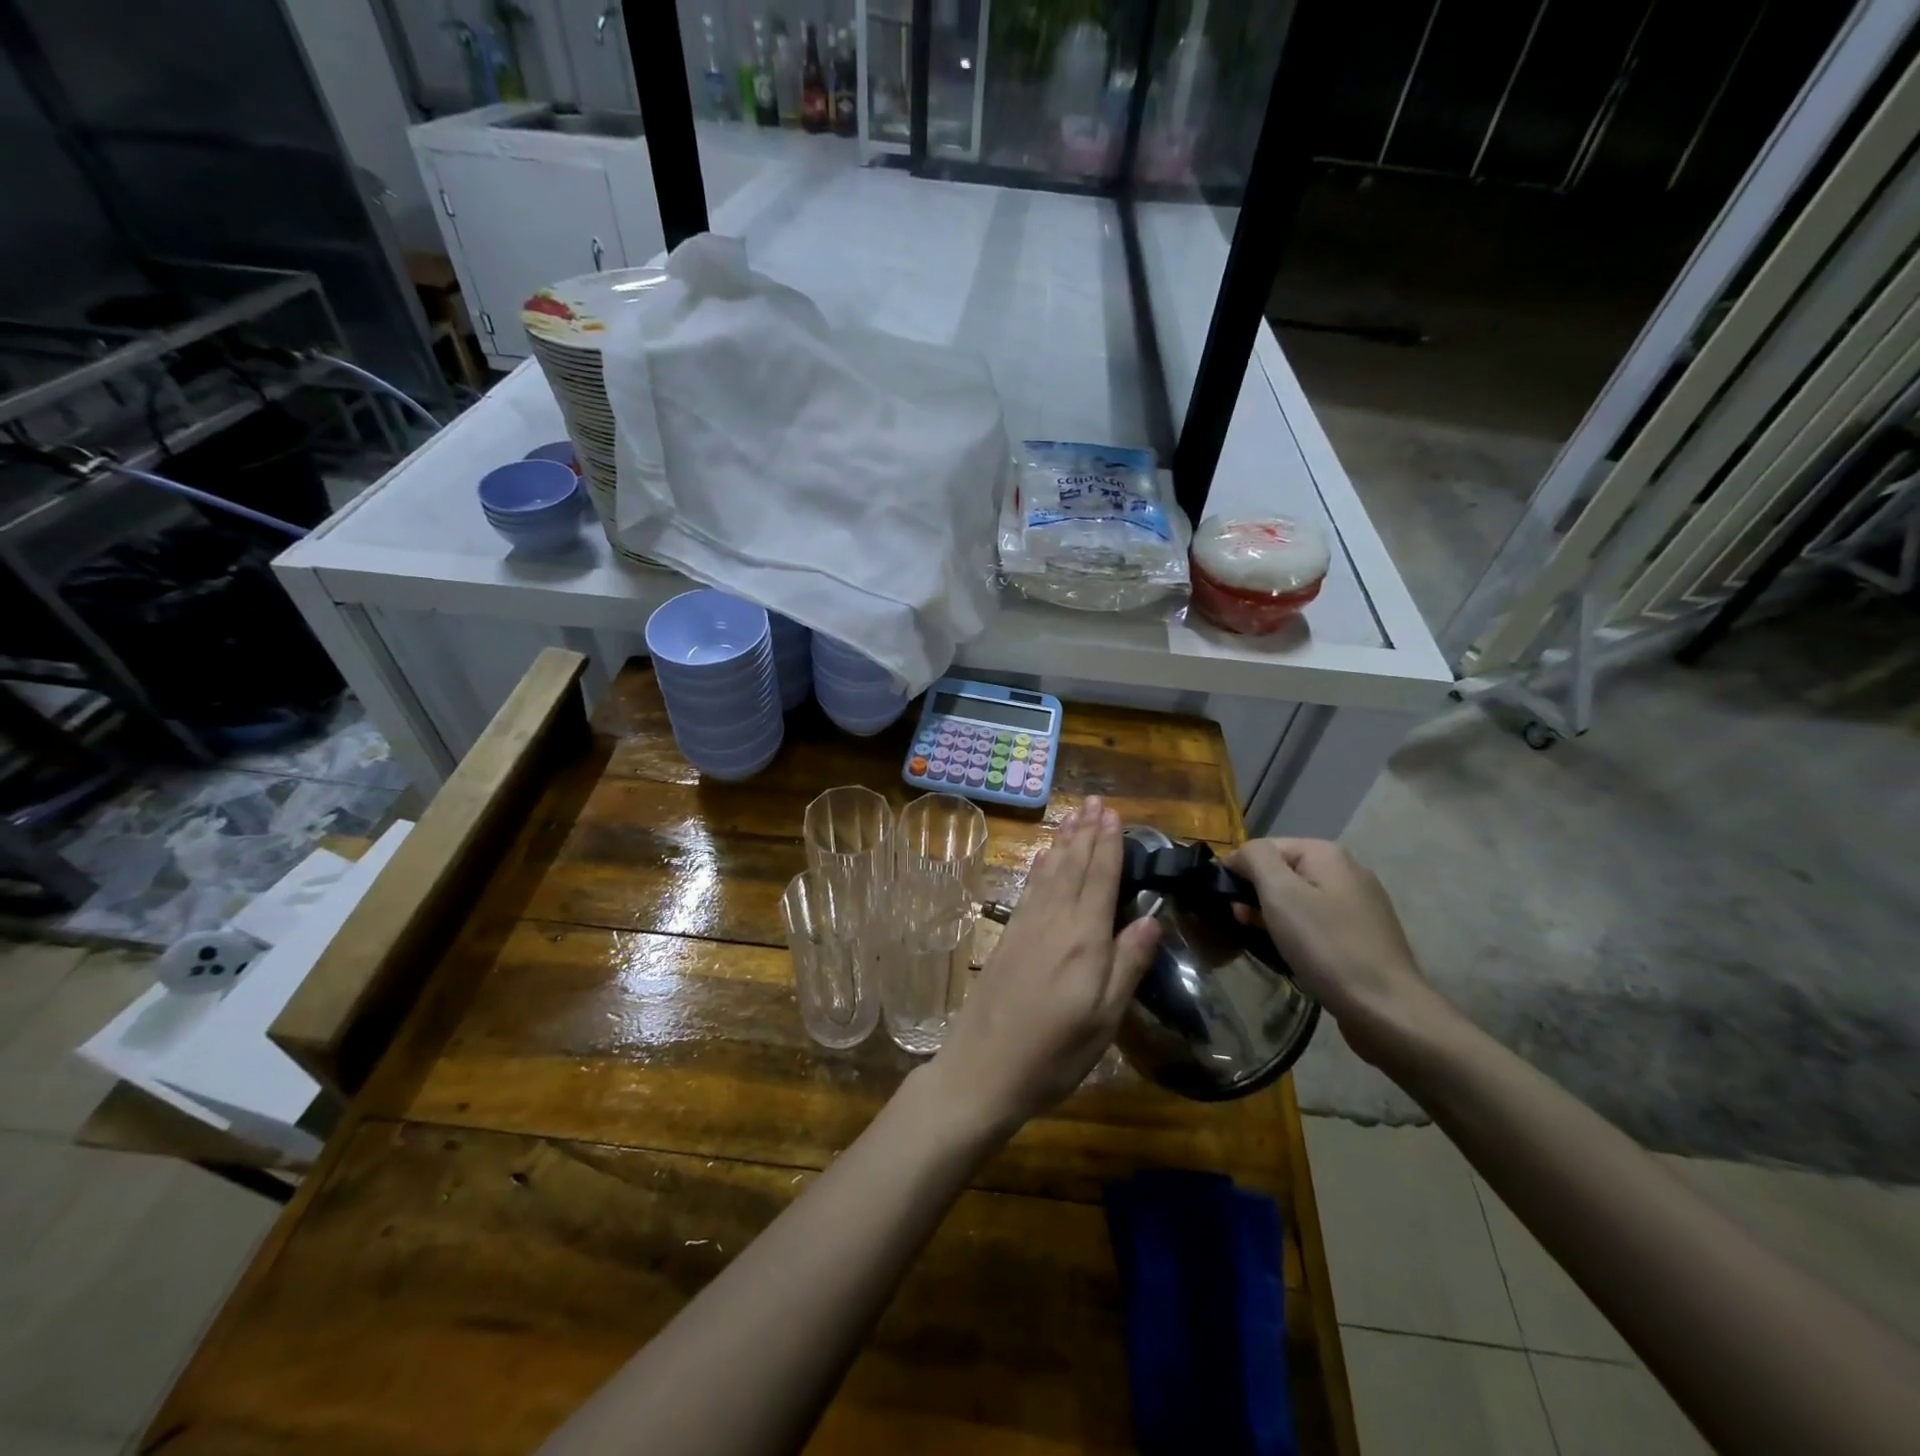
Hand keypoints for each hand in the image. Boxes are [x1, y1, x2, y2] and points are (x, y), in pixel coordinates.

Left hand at [929, 798, 1160, 1137]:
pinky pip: (1030, 889)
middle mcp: (1054, 922)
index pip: (1100, 879)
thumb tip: (1153, 918)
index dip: (1108, 845)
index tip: (1113, 813)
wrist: (982, 1070)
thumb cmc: (1053, 1054)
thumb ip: (1128, 965)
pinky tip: (1043, 859)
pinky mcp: (1008, 938)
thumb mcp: (1104, 1019)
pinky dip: (1041, 867)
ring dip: (1063, 842)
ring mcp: (1026, 927)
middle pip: (1073, 867)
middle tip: (1095, 801)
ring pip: (1049, 873)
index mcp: (1084, 940)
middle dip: (1086, 832)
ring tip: (1072, 816)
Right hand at [1225, 837, 1447, 1067]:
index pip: (1264, 847)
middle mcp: (1347, 869)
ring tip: (1260, 938)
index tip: (1225, 902)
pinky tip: (1292, 951)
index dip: (1238, 870)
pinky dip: (1298, 930)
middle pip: (1284, 871)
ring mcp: (1360, 902)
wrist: (1385, 1008)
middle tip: (1239, 922)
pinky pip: (1318, 920)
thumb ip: (1256, 859)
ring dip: (1274, 914)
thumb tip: (1241, 854)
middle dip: (1256, 893)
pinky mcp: (1365, 933)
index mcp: (1327, 853)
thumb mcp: (1280, 894)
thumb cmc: (1325, 946)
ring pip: (1300, 897)